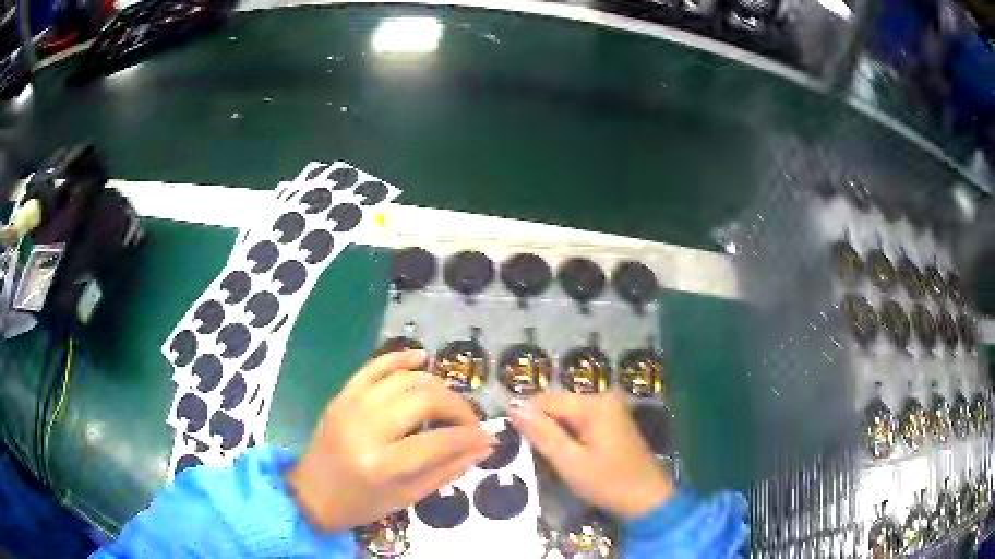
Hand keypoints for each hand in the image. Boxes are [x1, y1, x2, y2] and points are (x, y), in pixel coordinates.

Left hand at [287, 350, 495, 531]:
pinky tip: (422, 358)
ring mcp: (350, 406)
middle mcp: (365, 428)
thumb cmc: (360, 504)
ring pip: (404, 378)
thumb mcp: (407, 498)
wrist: (311, 493)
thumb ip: (447, 470)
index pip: (438, 441)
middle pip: (423, 399)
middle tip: (470, 421)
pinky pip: (375, 366)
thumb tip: (483, 447)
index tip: (487, 438)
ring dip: (435, 385)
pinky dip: (400, 357)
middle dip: (457, 407)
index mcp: (382, 464)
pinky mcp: (342, 395)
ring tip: (449, 402)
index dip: (469, 437)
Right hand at [509, 392, 673, 518]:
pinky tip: (563, 454)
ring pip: (567, 415)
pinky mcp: (612, 423)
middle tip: (527, 451)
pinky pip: (580, 422)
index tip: (509, 437)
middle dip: (541, 425)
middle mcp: (604, 399)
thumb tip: (514, 407)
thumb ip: (542, 433)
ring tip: (542, 455)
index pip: (547, 400)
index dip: (525, 416)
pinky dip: (567, 436)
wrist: (648, 500)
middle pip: (558, 405)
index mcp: (595, 404)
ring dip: (553, 432)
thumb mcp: (570, 462)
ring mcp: (610, 410)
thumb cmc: (608, 483)